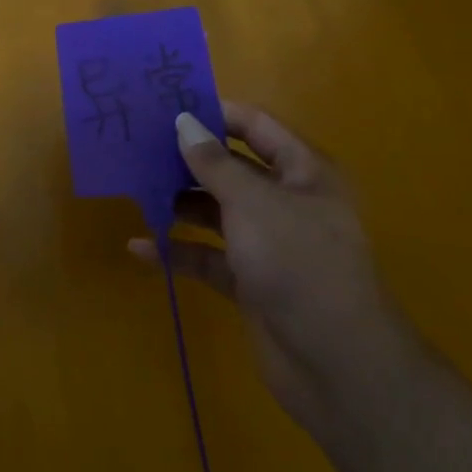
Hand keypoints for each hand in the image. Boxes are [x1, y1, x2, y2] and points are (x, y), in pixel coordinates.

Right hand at [129, 102, 413, 438]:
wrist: (337, 364)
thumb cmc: (299, 264)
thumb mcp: (254, 203)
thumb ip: (214, 163)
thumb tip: (184, 122)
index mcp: (302, 172)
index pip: (256, 127)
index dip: (215, 113)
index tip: (166, 107)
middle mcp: (286, 203)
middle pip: (231, 169)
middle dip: (188, 160)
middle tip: (136, 147)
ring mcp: (268, 244)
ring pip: (216, 213)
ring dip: (178, 204)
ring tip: (133, 191)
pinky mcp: (250, 282)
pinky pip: (207, 257)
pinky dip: (178, 252)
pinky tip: (140, 248)